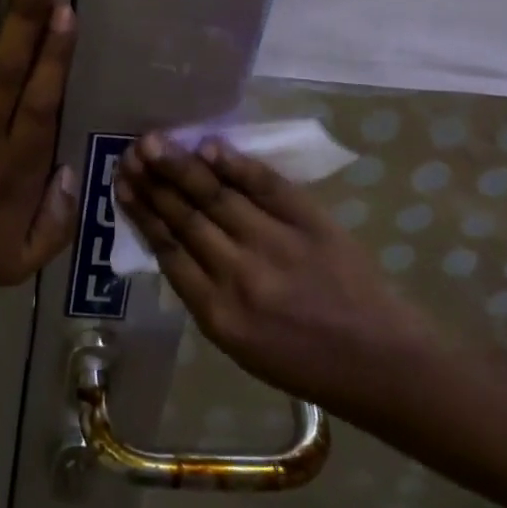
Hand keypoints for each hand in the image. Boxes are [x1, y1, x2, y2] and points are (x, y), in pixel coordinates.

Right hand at [115, 135, 440, 411]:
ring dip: (180, 166)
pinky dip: (234, 164)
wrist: (384, 365)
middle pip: (185, 218)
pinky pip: (265, 185)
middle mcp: (240, 277)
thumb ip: (202, 293)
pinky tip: (207, 146)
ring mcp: (276, 245)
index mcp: (218, 316)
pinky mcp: (310, 223)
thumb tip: (170, 237)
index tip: (122, 183)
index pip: (167, 250)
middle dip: (153, 182)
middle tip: (129, 152)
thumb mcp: (240, 346)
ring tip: (153, 142)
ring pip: (215, 197)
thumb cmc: (307, 364)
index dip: (141, 212)